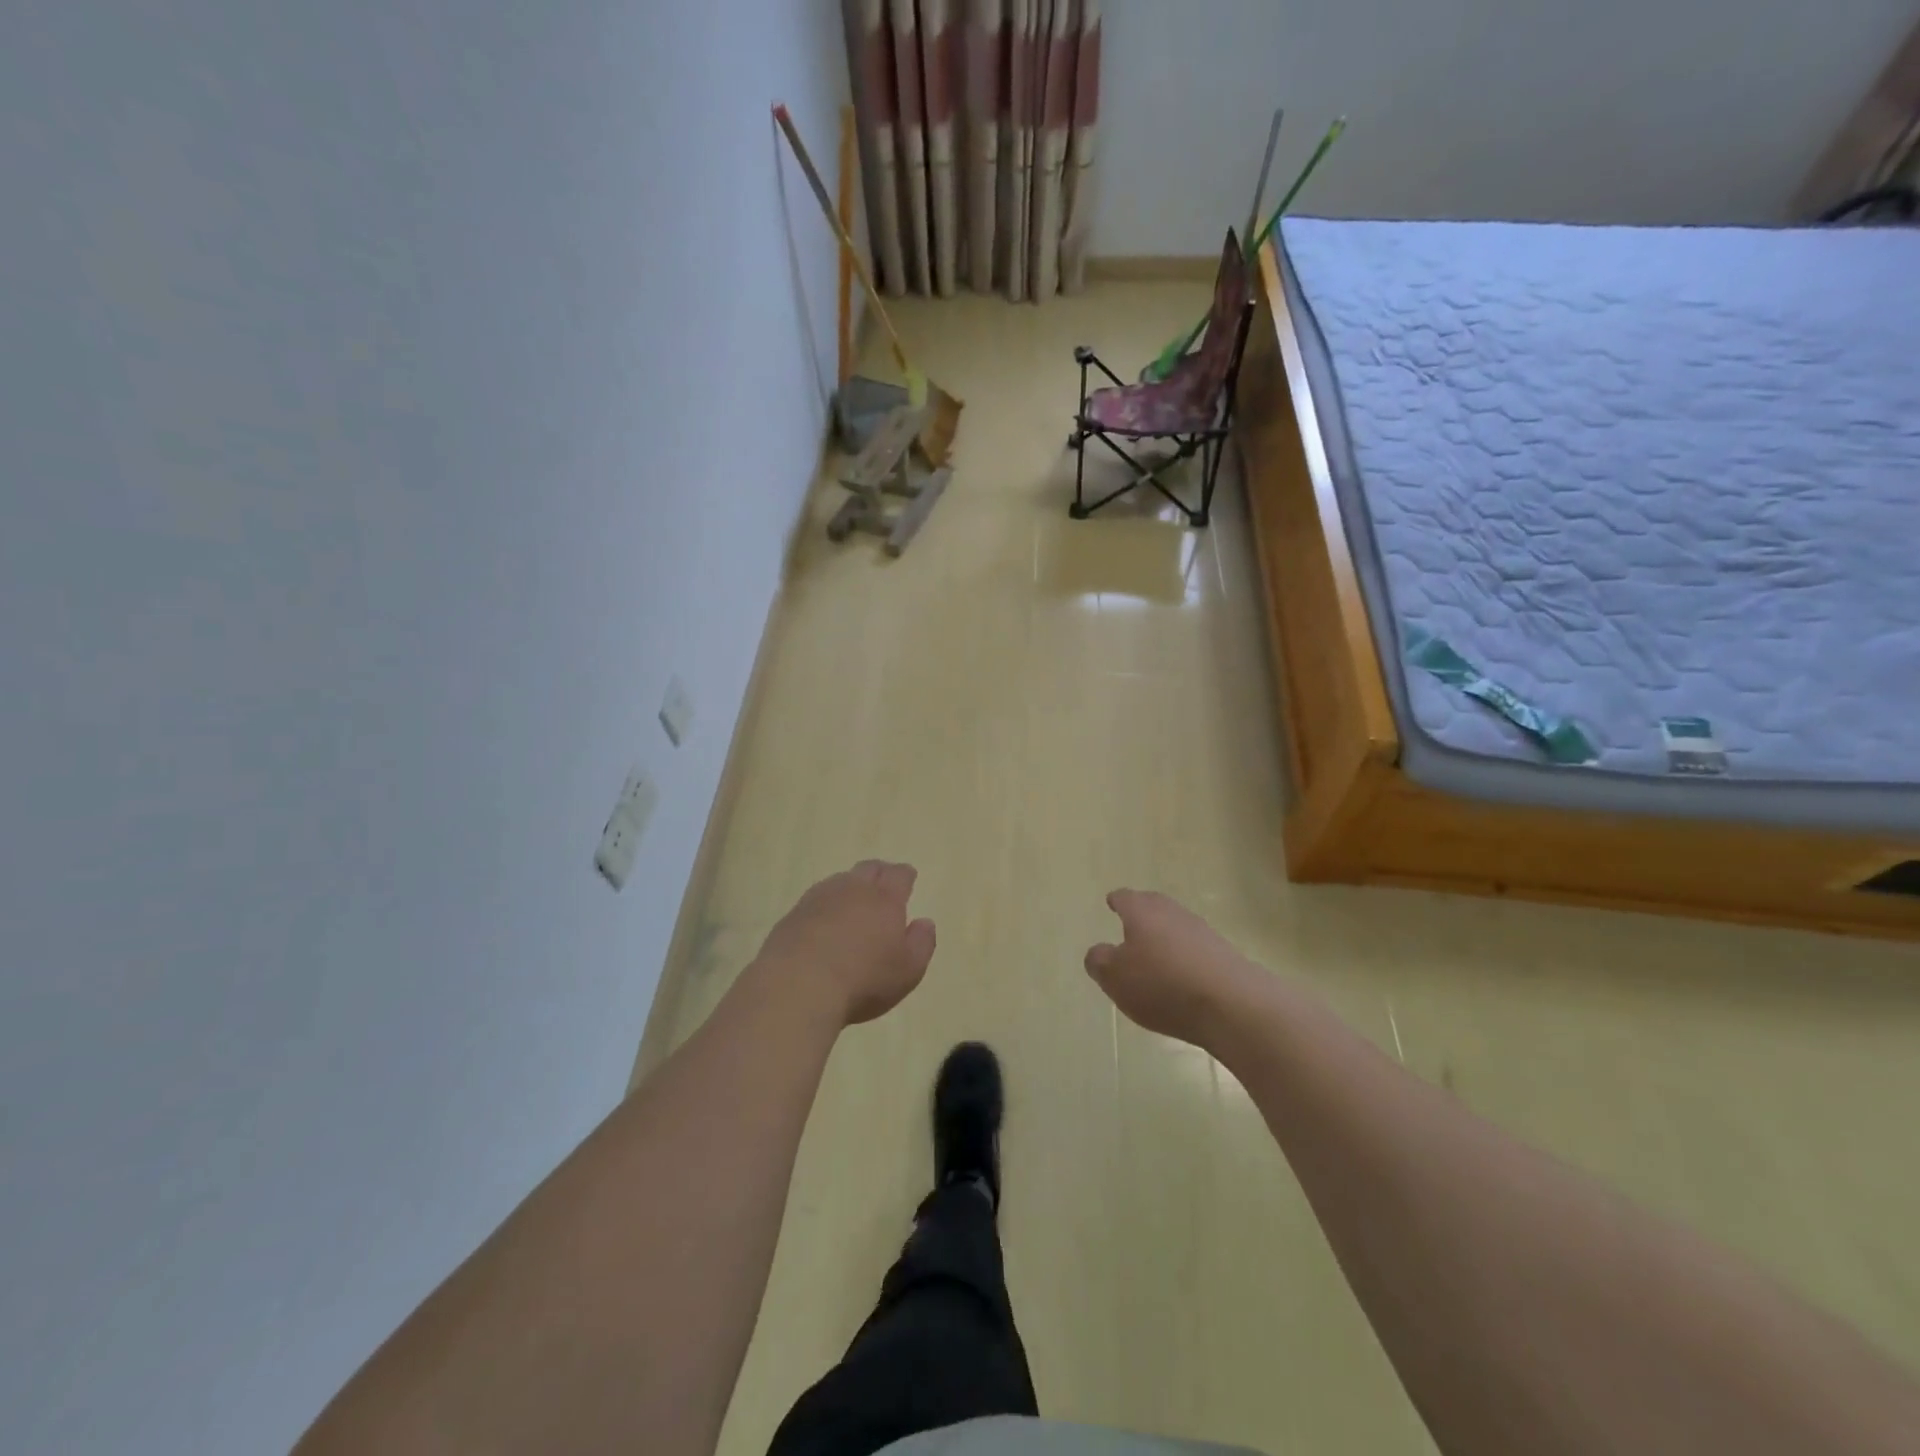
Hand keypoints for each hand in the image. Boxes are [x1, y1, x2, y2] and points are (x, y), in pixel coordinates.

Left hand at [755, 861, 935, 1026]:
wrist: (798, 986)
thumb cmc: (863, 980)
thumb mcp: (908, 970)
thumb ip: (922, 943)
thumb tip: (924, 922)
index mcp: (885, 898)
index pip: (899, 875)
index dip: (905, 875)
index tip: (908, 878)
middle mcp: (852, 889)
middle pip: (868, 869)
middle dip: (880, 873)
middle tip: (884, 881)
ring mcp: (819, 899)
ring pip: (840, 881)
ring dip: (850, 887)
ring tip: (853, 901)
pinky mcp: (793, 915)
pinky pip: (815, 899)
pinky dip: (825, 905)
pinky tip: (824, 920)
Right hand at [1084, 890, 1259, 1048]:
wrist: (1233, 1005)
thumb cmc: (1162, 984)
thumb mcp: (1115, 977)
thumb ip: (1099, 961)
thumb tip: (1099, 952)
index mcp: (1142, 911)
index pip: (1125, 898)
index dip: (1117, 901)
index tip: (1112, 902)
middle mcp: (1173, 913)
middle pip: (1154, 907)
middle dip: (1142, 915)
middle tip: (1131, 926)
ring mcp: (1203, 932)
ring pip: (1176, 928)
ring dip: (1165, 938)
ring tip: (1155, 958)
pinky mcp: (1225, 956)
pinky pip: (1196, 950)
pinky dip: (1185, 959)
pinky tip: (1181, 979)